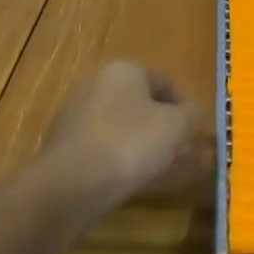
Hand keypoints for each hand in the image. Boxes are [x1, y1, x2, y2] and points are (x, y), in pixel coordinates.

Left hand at [39, 62, 211, 215]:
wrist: (70, 184)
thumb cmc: (130, 143)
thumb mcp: (175, 127)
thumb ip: (190, 115)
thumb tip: (192, 112)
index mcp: (125, 69)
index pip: (164, 82)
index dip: (183, 107)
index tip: (193, 132)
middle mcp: (96, 82)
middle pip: (138, 102)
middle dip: (158, 125)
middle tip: (175, 151)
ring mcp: (74, 112)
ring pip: (117, 124)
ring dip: (135, 142)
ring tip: (151, 169)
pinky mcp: (60, 143)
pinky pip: (98, 146)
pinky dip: (113, 157)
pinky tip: (122, 179)